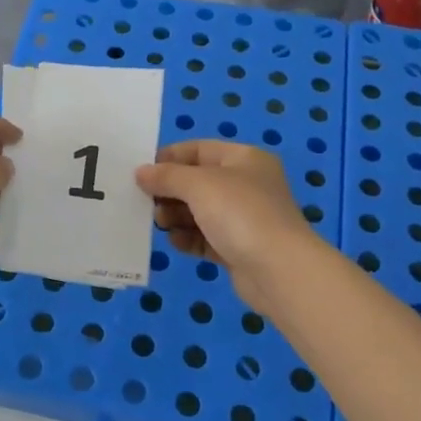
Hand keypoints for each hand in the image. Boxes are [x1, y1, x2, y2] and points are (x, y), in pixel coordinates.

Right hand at [135, 141, 323, 310]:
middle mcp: (246, 185)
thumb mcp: (199, 185)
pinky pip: (206, 238)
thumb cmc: (240, 213)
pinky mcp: (239, 248)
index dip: (169, 157)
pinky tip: (174, 242)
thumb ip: (167, 176)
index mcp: (244, 159)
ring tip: (160, 223)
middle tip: (145, 202)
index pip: (199, 149)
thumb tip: (141, 172)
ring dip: (176, 216)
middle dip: (170, 190)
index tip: (141, 171)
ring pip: (201, 211)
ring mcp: (245, 218)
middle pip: (198, 181)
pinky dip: (189, 238)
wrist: (279, 270)